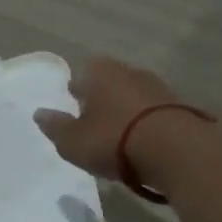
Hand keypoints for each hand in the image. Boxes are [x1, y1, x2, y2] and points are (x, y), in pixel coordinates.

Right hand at [33, 57, 184, 179]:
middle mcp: (131, 73)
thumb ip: (56, 127)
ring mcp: (160, 88)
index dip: (78, 87)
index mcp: (101, 73)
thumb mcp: (73, 141)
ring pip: (135, 95)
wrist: (176, 150)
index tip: (73, 102)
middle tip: (94, 118)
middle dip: (103, 97)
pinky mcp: (181, 108)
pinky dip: (147, 123)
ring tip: (119, 133)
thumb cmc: (114, 140)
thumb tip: (40, 113)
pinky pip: (155, 112)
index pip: (84, 71)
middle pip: (112, 80)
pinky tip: (143, 141)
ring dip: (127, 110)